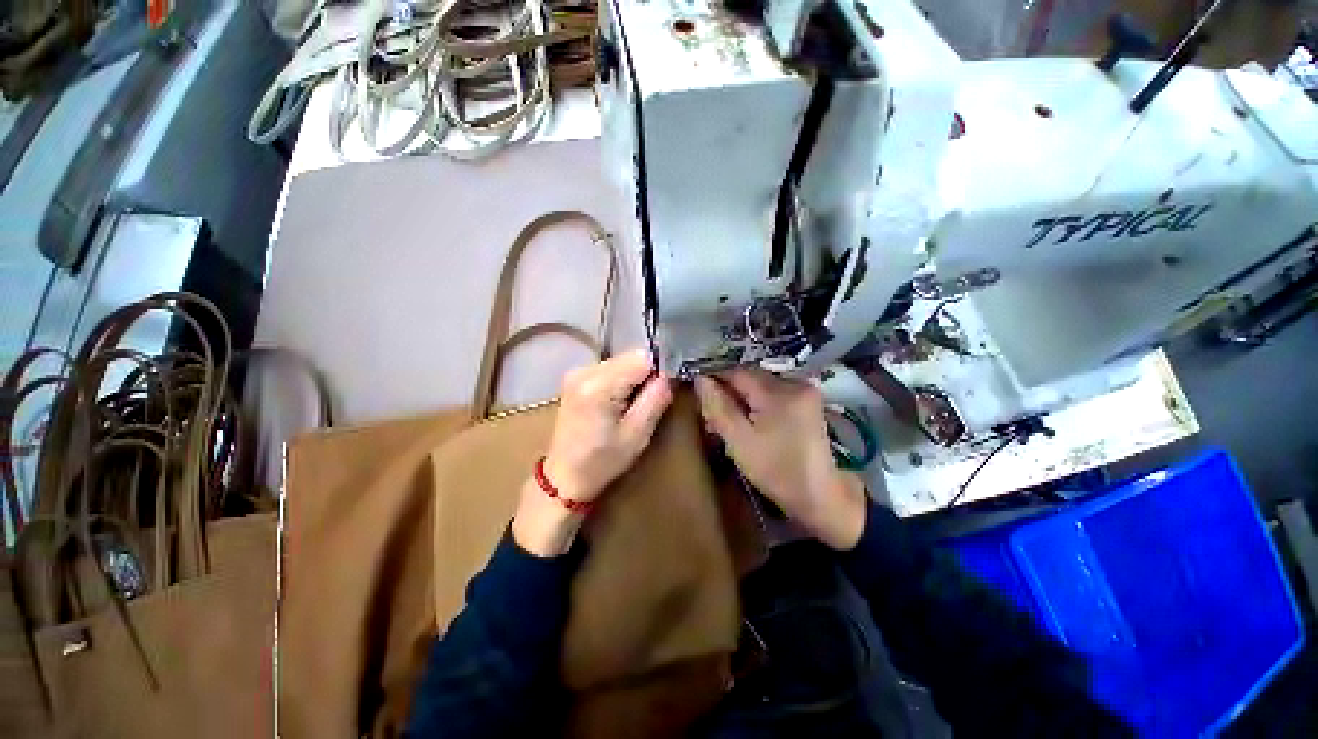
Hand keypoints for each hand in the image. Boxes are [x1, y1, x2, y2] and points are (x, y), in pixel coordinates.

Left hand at [512, 350, 673, 555]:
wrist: (565, 476)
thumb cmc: (603, 461)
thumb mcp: (638, 434)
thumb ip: (656, 398)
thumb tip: (669, 374)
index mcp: (598, 386)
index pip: (642, 358)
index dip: (658, 371)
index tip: (661, 392)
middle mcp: (584, 370)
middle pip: (631, 356)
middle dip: (645, 375)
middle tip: (646, 403)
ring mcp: (576, 372)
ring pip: (621, 361)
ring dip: (633, 378)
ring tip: (630, 405)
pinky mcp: (575, 376)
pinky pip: (610, 368)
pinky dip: (620, 380)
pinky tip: (616, 402)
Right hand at [694, 368, 866, 550]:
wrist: (820, 496)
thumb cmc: (777, 472)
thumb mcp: (740, 442)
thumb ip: (718, 408)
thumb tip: (699, 379)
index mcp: (780, 392)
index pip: (737, 372)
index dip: (714, 380)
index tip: (698, 397)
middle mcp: (795, 382)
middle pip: (749, 377)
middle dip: (728, 392)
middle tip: (712, 416)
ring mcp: (805, 391)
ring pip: (759, 385)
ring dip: (741, 398)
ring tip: (728, 422)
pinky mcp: (807, 401)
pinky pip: (772, 393)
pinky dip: (756, 403)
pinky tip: (749, 422)